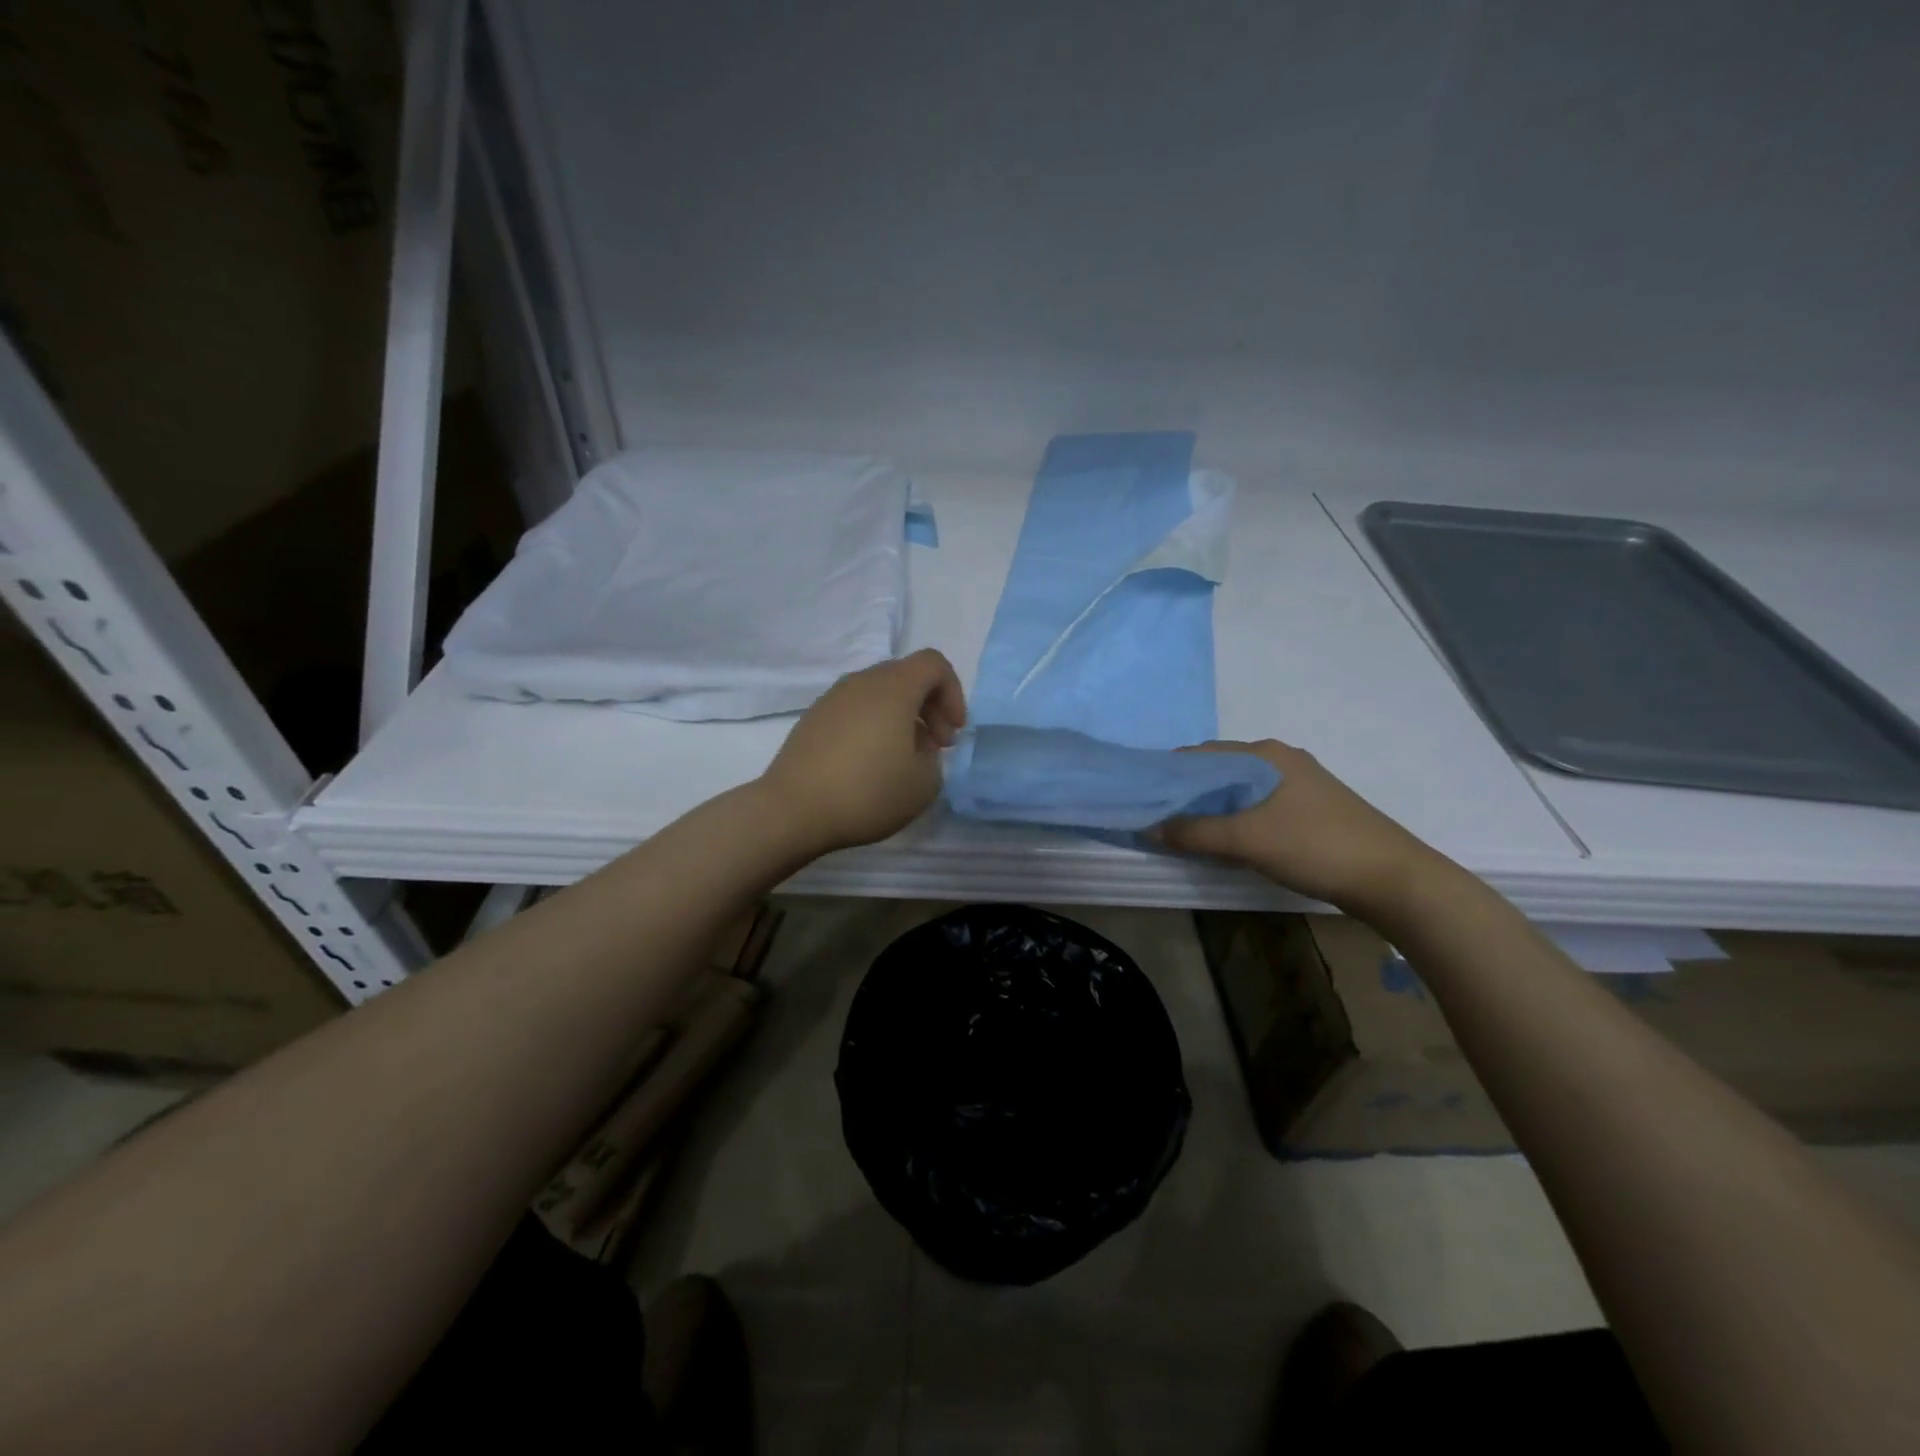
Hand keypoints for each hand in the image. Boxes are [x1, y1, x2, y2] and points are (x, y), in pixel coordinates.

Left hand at [758, 649, 967, 854]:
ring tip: (904, 759)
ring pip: (879, 693)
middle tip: (936, 747)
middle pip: (906, 676)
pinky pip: (855, 710)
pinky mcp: (812, 719)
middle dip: (930, 707)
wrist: (792, 810)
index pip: (933, 664)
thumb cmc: (867, 792)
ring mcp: (832, 699)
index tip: (954, 732)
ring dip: (901, 718)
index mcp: (893, 688)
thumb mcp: (923, 785)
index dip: (954, 693)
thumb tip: (918, 750)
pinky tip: (871, 764)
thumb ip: (934, 760)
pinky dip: (874, 726)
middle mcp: (861, 682)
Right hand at [1156, 739, 1444, 915]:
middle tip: (1159, 817)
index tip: (1144, 796)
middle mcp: (1281, 760)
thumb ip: (1194, 832)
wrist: (1392, 878)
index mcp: (1266, 754)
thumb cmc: (1315, 846)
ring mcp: (1299, 784)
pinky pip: (1258, 805)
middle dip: (1189, 792)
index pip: (1202, 754)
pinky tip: (1226, 840)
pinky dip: (1235, 818)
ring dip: (1212, 808)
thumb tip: (1148, 828)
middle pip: (1220, 771)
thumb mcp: (1246, 840)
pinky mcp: (1310, 808)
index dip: (1170, 773)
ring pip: (1239, 790)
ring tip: (1185, 831)